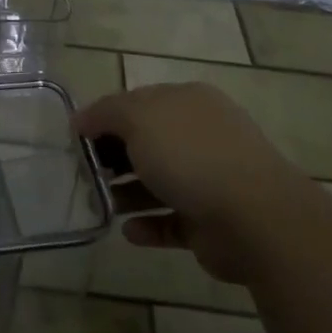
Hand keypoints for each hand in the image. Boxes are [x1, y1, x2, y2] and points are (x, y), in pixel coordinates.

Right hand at [75, 83, 294, 283]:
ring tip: (100, 204)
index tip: (76, 138)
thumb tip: (81, 119)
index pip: (138, 102)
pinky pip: (171, 221)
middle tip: (86, 173)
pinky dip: (148, 225)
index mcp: (187, 102)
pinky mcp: (210, 221)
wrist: (255, 218)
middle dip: (115, 156)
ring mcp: (209, 178)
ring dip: (128, 193)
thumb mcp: (138, 118)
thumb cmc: (191, 155)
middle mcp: (200, 135)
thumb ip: (106, 113)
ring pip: (158, 182)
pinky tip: (128, 231)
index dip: (105, 117)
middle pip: (148, 142)